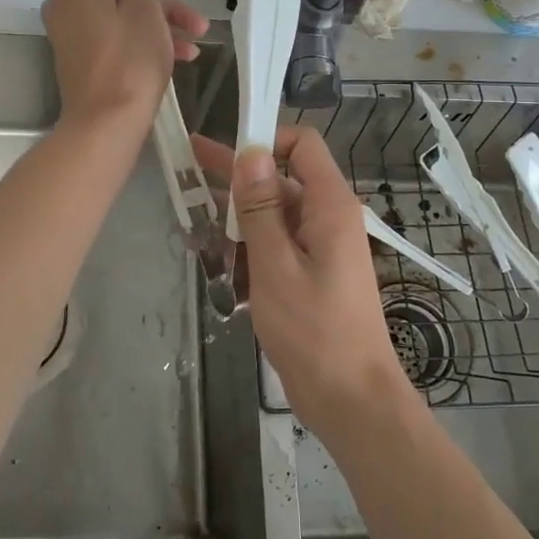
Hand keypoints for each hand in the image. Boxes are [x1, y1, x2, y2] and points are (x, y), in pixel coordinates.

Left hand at [42, 0, 207, 136]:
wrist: (107, 123)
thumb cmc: (129, 58)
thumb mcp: (141, 6)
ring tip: (198, 30)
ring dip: (159, 13)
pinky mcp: (84, 57)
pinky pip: (114, 33)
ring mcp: (74, 32)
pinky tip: (185, 53)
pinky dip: (144, 36)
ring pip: (117, 7)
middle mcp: (66, 2)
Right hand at [193, 127, 414, 435]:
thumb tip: (251, 153)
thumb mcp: (276, 266)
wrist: (351, 399)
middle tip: (187, 167)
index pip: (301, 145)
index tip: (222, 150)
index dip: (264, 139)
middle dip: (236, 179)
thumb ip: (260, 209)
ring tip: (194, 233)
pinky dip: (249, 252)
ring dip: (237, 223)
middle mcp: (327, 218)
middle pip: (279, 180)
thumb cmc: (314, 331)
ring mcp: (320, 248)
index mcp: (329, 206)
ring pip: (273, 217)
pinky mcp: (310, 274)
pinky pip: (276, 247)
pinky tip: (219, 268)